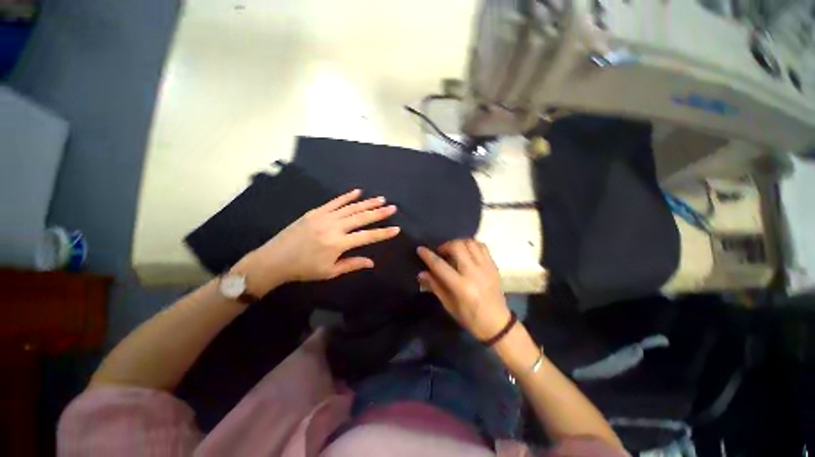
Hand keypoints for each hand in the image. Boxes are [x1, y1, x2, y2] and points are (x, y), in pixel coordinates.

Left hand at [234, 189, 399, 295]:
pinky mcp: (315, 212)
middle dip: (379, 212)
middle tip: (393, 207)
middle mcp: (334, 227)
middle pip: (361, 217)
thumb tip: (372, 262)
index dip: (383, 233)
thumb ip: (352, 264)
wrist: (274, 260)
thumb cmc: (303, 269)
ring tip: (381, 199)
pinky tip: (358, 192)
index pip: (367, 237)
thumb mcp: (330, 271)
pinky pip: (335, 202)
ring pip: (351, 207)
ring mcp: (324, 216)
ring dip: (367, 202)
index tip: (396, 228)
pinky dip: (347, 196)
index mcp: (338, 243)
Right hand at [417, 239, 510, 340]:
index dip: (428, 255)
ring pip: (470, 243)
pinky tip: (467, 252)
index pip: (440, 265)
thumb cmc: (470, 318)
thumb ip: (435, 286)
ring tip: (454, 251)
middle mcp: (474, 273)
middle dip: (445, 245)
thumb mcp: (449, 306)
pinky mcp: (493, 266)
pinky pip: (482, 246)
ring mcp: (486, 268)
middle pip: (457, 247)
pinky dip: (472, 244)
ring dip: (459, 243)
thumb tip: (421, 273)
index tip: (420, 249)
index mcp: (461, 287)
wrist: (498, 324)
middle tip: (441, 253)